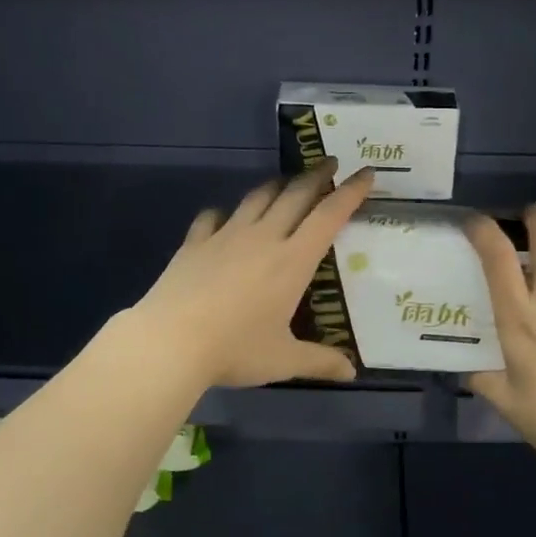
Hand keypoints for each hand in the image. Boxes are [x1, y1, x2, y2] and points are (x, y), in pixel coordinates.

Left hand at [135, 162, 374, 388]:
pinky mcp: (195, 243)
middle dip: (318, 176)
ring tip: (287, 182)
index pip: (329, 215)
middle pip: (295, 195)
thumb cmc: (235, 350)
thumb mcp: (283, 360)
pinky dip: (225, 212)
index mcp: (292, 260)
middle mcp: (263, 238)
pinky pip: (213, 216)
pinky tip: (225, 217)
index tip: (366, 173)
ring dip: (277, 185)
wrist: (170, 341)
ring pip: (257, 198)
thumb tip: (351, 373)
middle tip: (331, 163)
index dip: (350, 192)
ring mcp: (226, 236)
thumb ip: (319, 362)